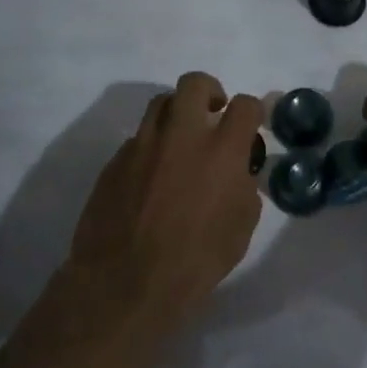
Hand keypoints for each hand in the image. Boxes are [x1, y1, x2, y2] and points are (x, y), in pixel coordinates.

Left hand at [64, 72, 264, 331]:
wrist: (124, 284)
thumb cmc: (194, 262)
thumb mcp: (240, 228)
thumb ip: (243, 187)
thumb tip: (237, 170)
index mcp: (221, 151)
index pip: (244, 106)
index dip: (251, 110)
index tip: (250, 123)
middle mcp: (181, 135)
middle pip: (194, 83)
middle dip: (209, 90)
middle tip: (213, 112)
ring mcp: (143, 145)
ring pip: (160, 103)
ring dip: (177, 113)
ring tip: (181, 139)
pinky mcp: (114, 161)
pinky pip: (137, 139)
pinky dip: (151, 147)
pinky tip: (152, 176)